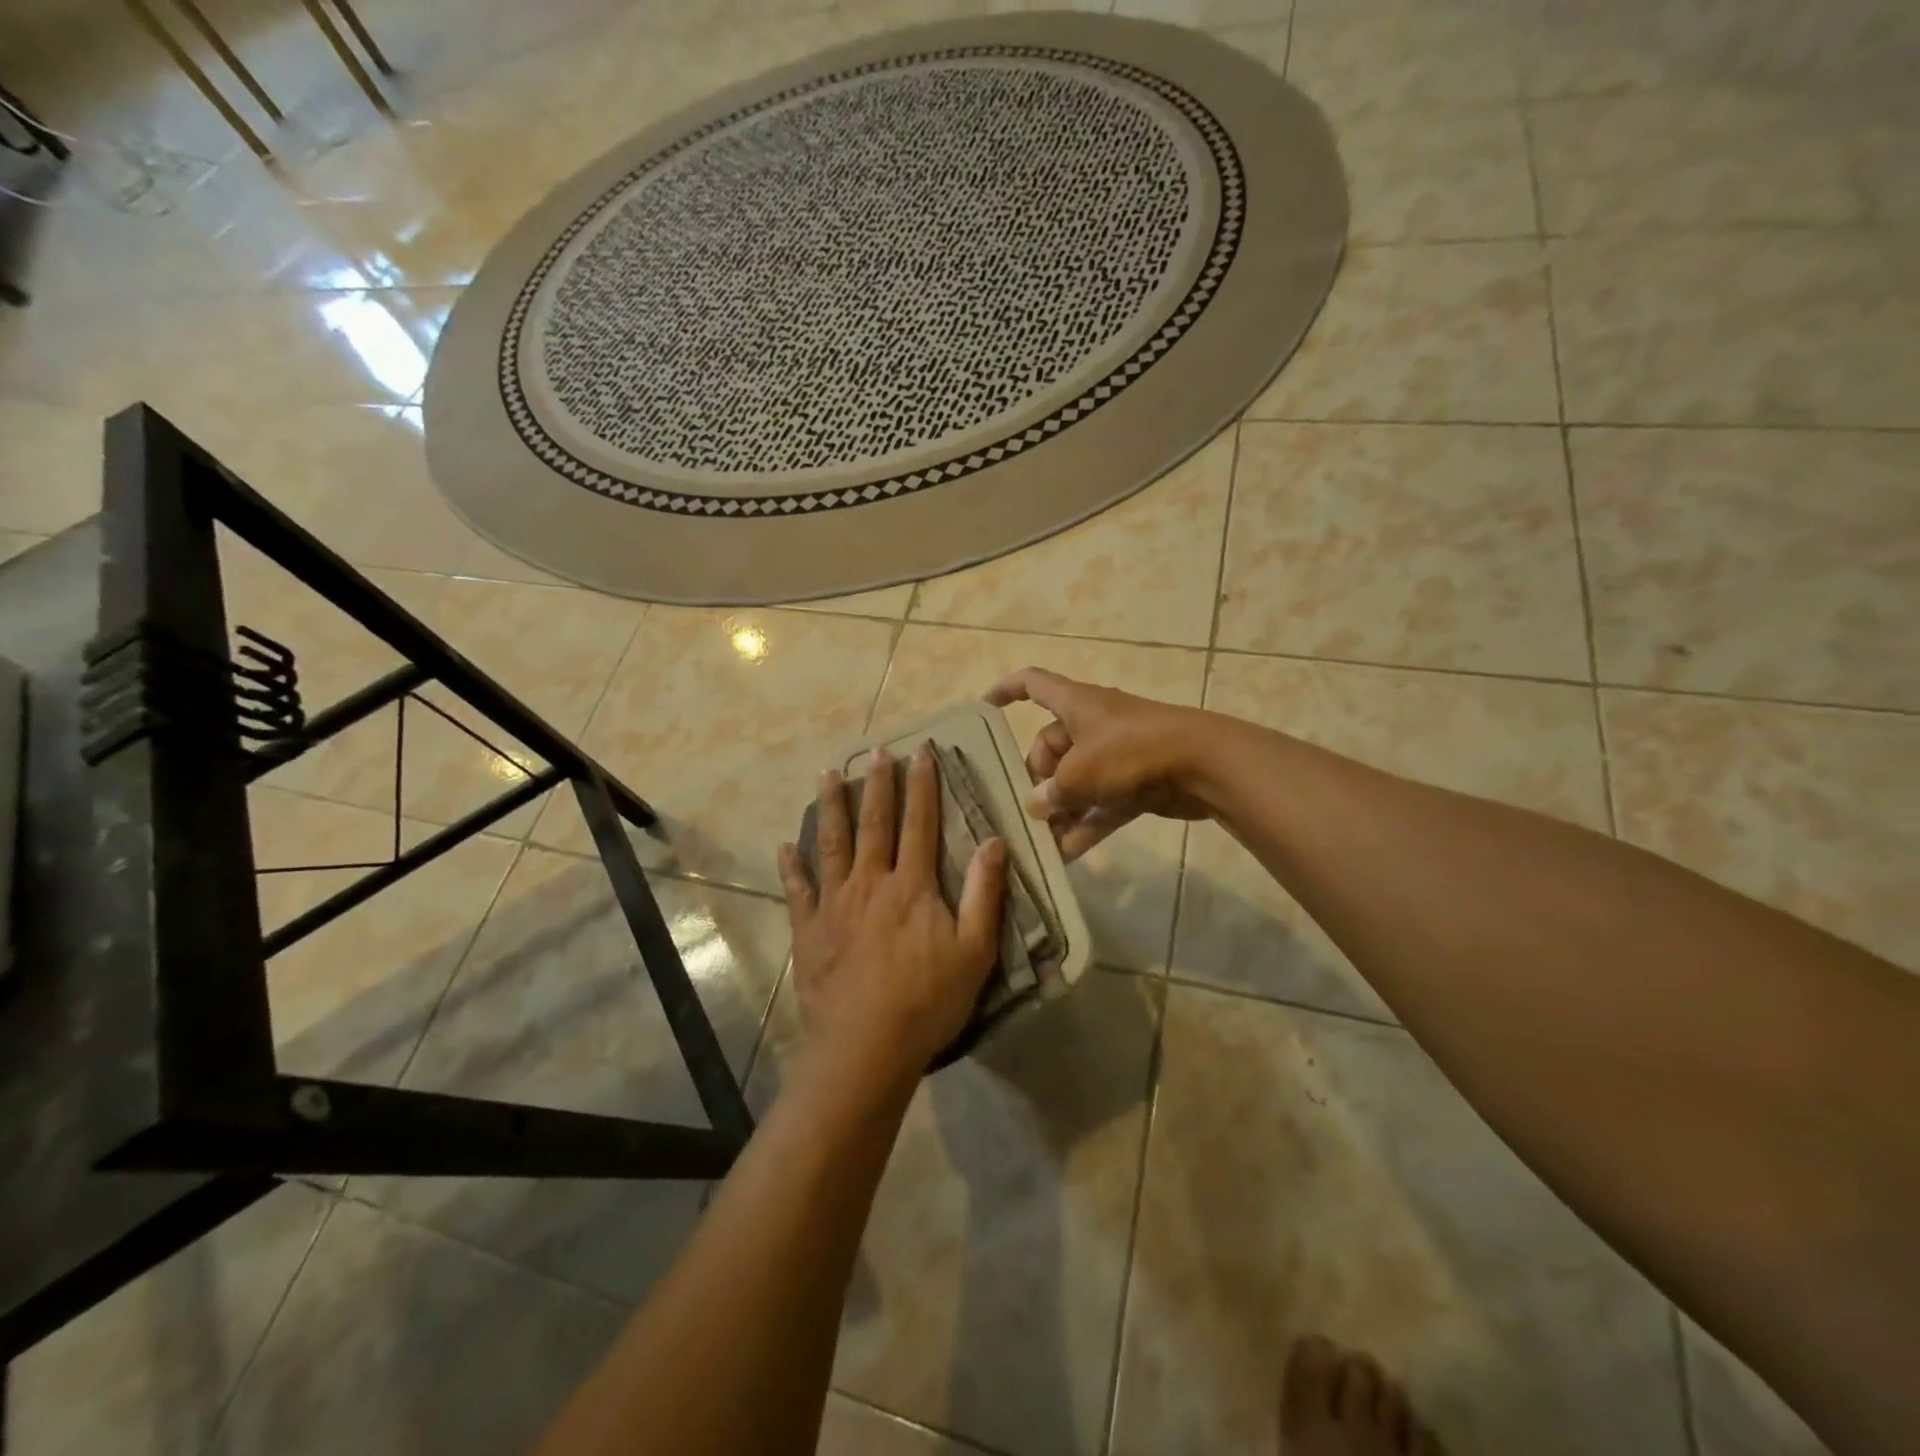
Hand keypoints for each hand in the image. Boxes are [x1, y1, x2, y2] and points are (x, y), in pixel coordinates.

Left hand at [778, 743, 1007, 1082]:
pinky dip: (791, 867)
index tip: (921, 753)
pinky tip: (785, 847)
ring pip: (832, 844)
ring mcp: (835, 904)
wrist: (866, 1046)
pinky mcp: (809, 929)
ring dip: (830, 807)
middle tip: (876, 751)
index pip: (920, 823)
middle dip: (877, 784)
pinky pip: (798, 890)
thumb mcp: (975, 950)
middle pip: (874, 823)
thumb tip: (994, 841)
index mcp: (912, 886)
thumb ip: (985, 894)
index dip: (922, 786)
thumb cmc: (928, 1000)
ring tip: (826, 775)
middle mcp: (871, 882)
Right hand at [986, 667, 1215, 860]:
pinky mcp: (1136, 783)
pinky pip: (1101, 804)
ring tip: (1042, 842)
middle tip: (1031, 811)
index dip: (1006, 690)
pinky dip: (1086, 825)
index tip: (984, 708)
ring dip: (1061, 810)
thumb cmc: (1131, 753)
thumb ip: (1051, 792)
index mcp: (1076, 704)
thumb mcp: (1079, 773)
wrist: (1203, 765)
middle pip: (1051, 746)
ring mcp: (1117, 754)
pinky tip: (1067, 855)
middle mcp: (1094, 725)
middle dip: (1038, 779)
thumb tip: (1037, 806)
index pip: (1033, 684)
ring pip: (1077, 780)